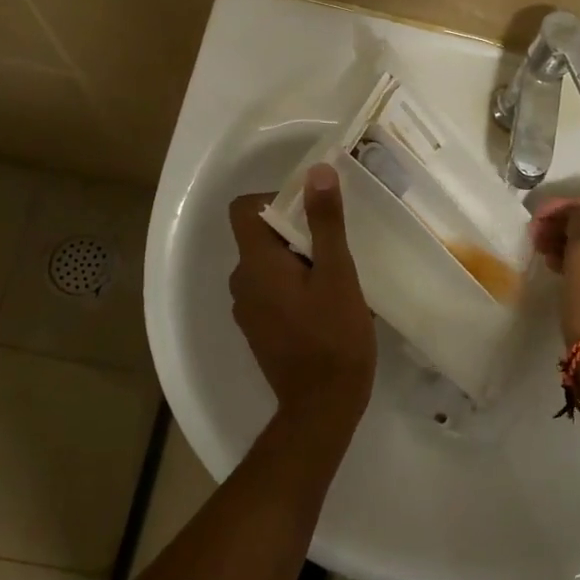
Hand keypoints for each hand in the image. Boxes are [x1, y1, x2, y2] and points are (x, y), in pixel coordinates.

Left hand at [229, 164, 375, 415]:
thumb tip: (317, 172)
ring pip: (268, 266)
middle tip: (336, 247)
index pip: (244, 209)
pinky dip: (293, 287)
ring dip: (297, 261)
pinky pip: (271, 291)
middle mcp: (241, 282)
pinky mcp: (259, 330)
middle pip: (260, 236)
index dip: (275, 199)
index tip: (312, 212)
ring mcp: (247, 310)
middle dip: (296, 232)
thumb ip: (325, 222)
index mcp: (255, 264)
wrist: (322, 407)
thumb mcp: (338, 273)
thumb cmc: (334, 337)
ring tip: (336, 277)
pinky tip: (326, 306)